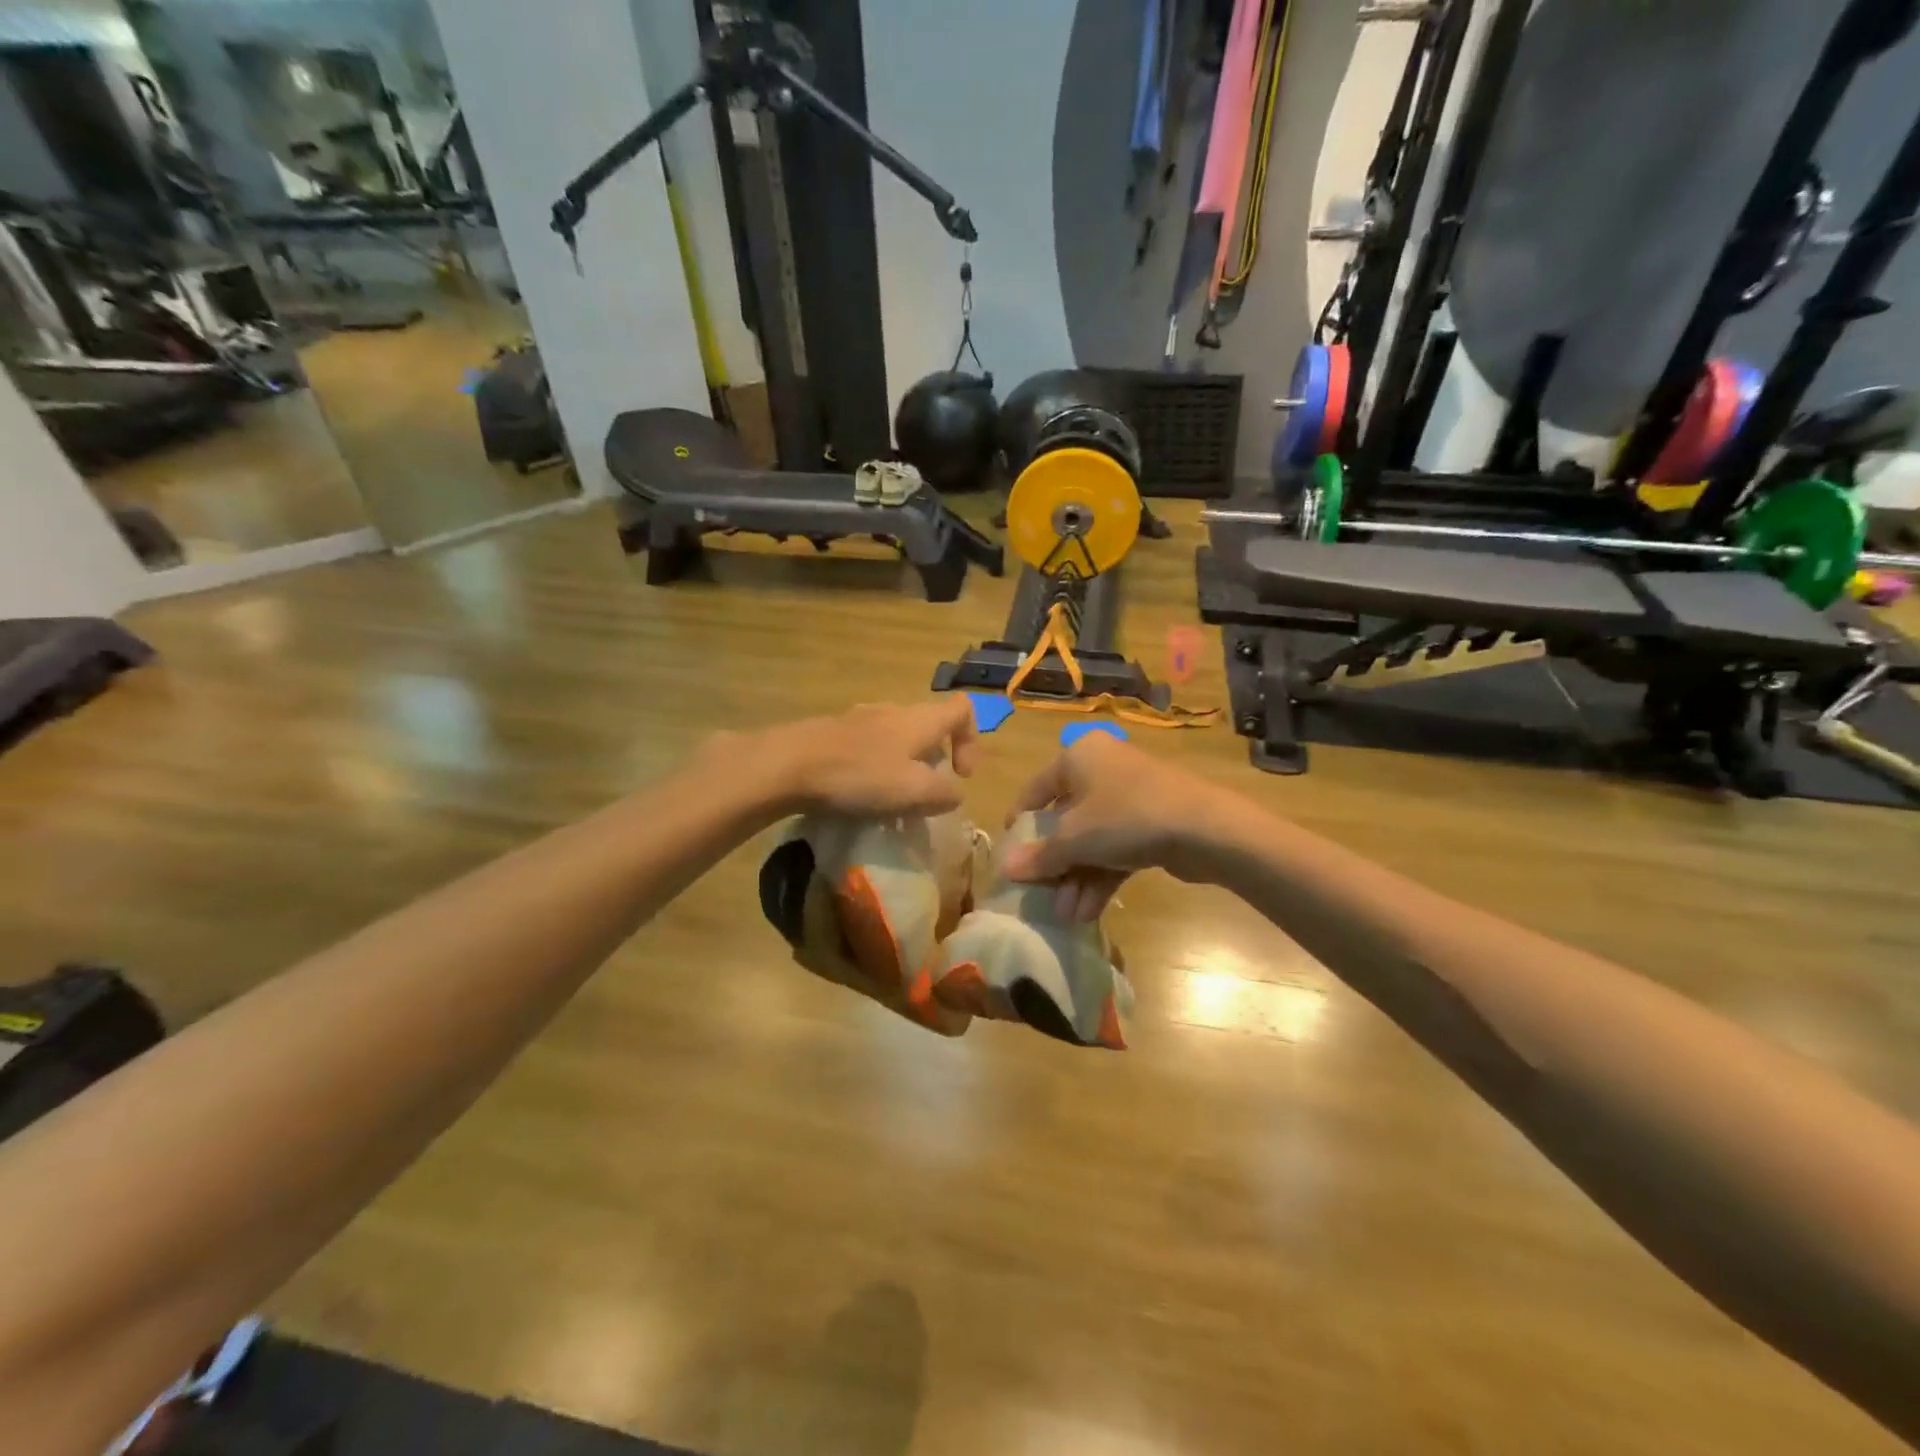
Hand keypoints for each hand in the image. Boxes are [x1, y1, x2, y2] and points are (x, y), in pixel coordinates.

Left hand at [744, 699, 978, 816]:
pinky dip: (875, 769)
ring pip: (897, 739)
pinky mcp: (834, 733)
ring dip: (903, 769)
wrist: (790, 764)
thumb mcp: (915, 790)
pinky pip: (868, 748)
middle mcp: (894, 710)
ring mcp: (861, 718)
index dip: (972, 740)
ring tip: (891, 802)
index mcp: (920, 719)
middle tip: (924, 796)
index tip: (960, 775)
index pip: (963, 709)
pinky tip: (859, 796)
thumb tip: (954, 793)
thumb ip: (945, 793)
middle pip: (929, 727)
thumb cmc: (861, 774)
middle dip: (934, 762)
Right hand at [1000, 734, 1239, 920]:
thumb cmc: (1126, 817)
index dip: (1020, 823)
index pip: (1036, 790)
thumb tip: (1006, 868)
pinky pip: (1116, 848)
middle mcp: (1102, 769)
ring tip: (1068, 915)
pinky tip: (1089, 911)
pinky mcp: (1152, 822)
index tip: (1011, 856)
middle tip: (1043, 895)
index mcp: (1078, 757)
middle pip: (1065, 819)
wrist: (1205, 828)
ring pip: (1092, 839)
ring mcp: (1130, 796)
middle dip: (1055, 863)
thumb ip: (1039, 855)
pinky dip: (1101, 876)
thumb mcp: (1074, 839)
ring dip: (1077, 878)